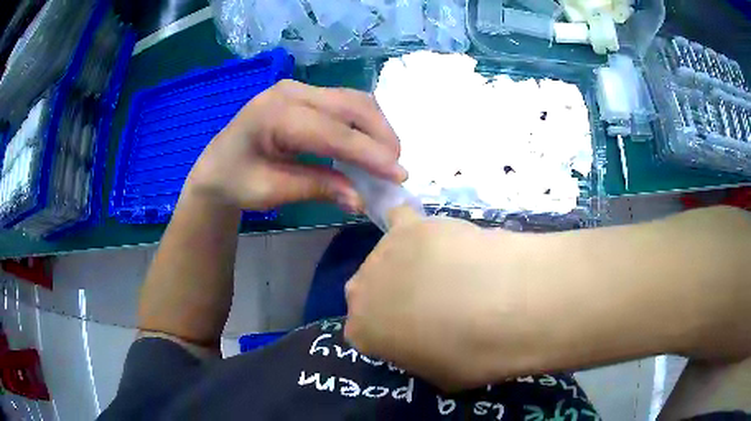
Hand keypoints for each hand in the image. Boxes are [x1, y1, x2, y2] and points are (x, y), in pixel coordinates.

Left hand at [185, 80, 406, 210]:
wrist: (216, 165)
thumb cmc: (236, 181)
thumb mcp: (271, 191)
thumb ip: (317, 188)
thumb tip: (361, 200)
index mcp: (274, 114)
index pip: (333, 132)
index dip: (369, 153)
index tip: (400, 174)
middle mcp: (291, 92)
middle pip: (351, 106)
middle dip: (381, 136)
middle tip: (396, 169)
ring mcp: (299, 88)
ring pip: (354, 100)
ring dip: (377, 127)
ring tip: (387, 158)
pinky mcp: (306, 94)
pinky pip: (345, 103)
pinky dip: (364, 123)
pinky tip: (369, 144)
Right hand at [344, 207, 546, 390]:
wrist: (500, 306)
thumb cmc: (468, 354)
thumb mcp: (439, 375)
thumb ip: (418, 356)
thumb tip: (426, 343)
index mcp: (362, 331)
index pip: (364, 331)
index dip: (390, 332)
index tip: (414, 335)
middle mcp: (360, 290)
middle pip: (369, 290)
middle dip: (392, 297)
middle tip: (429, 304)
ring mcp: (383, 252)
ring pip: (388, 256)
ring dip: (409, 263)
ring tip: (449, 270)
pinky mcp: (412, 225)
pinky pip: (401, 217)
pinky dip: (409, 223)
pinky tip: (430, 232)